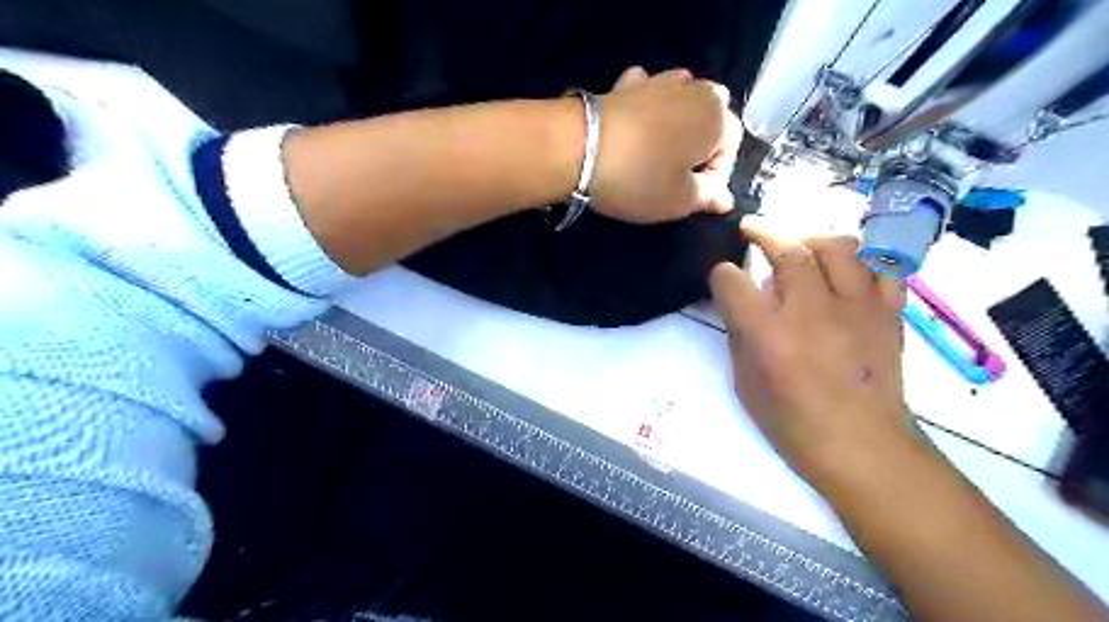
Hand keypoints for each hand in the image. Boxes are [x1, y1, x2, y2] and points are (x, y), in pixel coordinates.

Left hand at [585, 64, 739, 222]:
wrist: (581, 147)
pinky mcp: (626, 84)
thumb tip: (725, 199)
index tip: (696, 199)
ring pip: (682, 100)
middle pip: (711, 117)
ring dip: (678, 124)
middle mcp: (695, 90)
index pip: (731, 148)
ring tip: (660, 152)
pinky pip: (648, 92)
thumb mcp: (680, 200)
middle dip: (702, 145)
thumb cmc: (640, 178)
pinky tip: (637, 123)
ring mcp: (659, 81)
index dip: (716, 177)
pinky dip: (648, 106)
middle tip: (679, 175)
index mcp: (717, 117)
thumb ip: (708, 197)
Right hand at [716, 216, 913, 488]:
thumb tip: (738, 303)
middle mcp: (811, 310)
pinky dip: (861, 256)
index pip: (732, 281)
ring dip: (811, 238)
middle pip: (787, 249)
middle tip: (752, 230)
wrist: (863, 447)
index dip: (721, 274)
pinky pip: (881, 265)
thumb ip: (739, 335)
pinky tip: (846, 265)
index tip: (722, 277)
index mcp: (768, 333)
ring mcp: (855, 307)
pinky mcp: (888, 312)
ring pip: (837, 246)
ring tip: (800, 246)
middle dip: (763, 233)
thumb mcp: (745, 383)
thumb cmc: (793, 423)